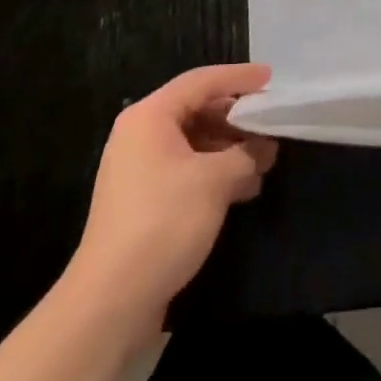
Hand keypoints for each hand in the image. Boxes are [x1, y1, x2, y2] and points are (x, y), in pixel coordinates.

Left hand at [66, 64, 277, 330]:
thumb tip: (266, 146)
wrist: (110, 303)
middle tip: (270, 124)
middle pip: (196, 110)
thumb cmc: (162, 223)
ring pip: (193, 142)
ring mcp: (138, 169)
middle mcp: (140, 134)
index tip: (270, 78)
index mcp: (150, 116)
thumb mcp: (214, 181)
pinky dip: (214, 172)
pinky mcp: (143, 201)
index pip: (201, 81)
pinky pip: (185, 169)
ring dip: (229, 149)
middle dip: (236, 118)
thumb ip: (246, 154)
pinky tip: (243, 188)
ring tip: (264, 161)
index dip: (238, 77)